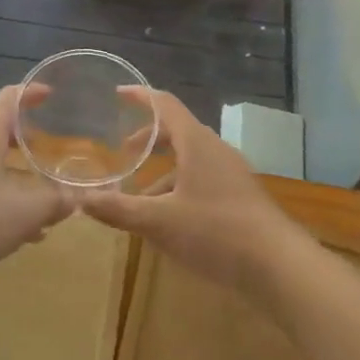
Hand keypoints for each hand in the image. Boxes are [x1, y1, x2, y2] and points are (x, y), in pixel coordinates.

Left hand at [0, 85, 75, 280]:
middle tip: (51, 150)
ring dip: (14, 174)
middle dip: (27, 140)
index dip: (33, 92)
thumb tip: (76, 198)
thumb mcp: (27, 211)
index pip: (11, 97)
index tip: (51, 94)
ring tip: (40, 200)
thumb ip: (57, 201)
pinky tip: (14, 229)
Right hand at [79, 89, 311, 297]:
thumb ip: (118, 209)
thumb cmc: (216, 232)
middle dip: (149, 139)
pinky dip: (181, 187)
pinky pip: (204, 179)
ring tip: (141, 197)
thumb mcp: (159, 222)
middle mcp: (216, 150)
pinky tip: (171, 219)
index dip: (141, 97)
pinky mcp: (242, 197)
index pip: (165, 105)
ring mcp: (233, 173)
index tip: (119, 94)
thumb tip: (80, 200)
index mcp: (197, 143)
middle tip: (124, 152)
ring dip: (164, 170)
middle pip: (178, 131)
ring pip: (191, 159)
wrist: (279, 265)